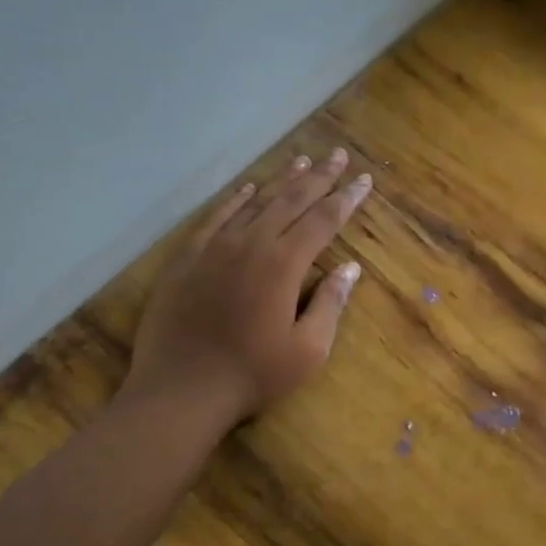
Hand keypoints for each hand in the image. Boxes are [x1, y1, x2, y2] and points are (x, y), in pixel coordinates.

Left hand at [125, 149, 371, 421]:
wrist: (181, 390)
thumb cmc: (252, 374)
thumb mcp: (308, 350)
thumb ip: (330, 304)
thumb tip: (351, 268)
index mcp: (284, 264)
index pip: (324, 220)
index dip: (347, 198)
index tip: (365, 180)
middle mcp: (251, 244)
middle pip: (291, 200)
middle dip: (320, 177)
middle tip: (338, 155)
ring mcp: (215, 247)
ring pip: (255, 202)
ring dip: (281, 180)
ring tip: (302, 161)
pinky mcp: (187, 258)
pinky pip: (216, 218)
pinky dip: (235, 200)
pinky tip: (248, 189)